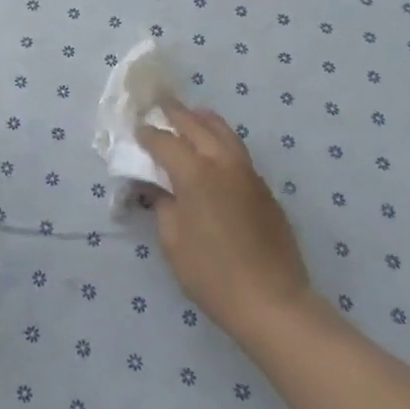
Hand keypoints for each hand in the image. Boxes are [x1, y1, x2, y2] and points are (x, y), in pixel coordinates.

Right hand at [136, 100, 314, 342]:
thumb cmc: (213, 275)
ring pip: (223, 131)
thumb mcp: (173, 241)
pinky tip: (213, 151)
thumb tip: (160, 187)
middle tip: (159, 105)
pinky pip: (237, 150)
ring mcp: (248, 173)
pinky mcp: (263, 188)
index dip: (148, 135)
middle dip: (175, 113)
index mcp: (195, 174)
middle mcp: (222, 162)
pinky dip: (220, 140)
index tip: (136, 131)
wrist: (273, 303)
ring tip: (190, 117)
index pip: (165, 141)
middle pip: (196, 124)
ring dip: (202, 120)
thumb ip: (163, 205)